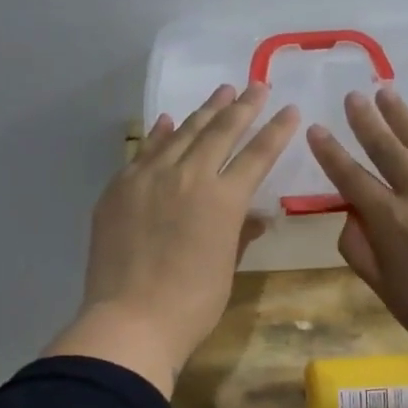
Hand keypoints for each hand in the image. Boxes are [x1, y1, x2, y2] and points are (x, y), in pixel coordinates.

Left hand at [48, 83, 299, 395]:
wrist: (129, 320)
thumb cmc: (191, 304)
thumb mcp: (226, 268)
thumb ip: (240, 233)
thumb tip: (258, 217)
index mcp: (223, 199)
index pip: (257, 155)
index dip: (276, 130)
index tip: (288, 109)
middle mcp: (188, 176)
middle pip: (220, 132)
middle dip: (242, 107)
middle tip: (256, 87)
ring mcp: (148, 178)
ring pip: (181, 133)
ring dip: (204, 112)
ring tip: (221, 92)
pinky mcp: (119, 188)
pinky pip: (144, 151)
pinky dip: (160, 134)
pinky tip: (169, 121)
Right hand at [308, 87, 407, 379]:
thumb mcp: (384, 290)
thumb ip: (359, 249)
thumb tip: (351, 215)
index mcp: (390, 220)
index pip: (351, 177)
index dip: (330, 153)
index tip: (315, 130)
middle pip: (387, 148)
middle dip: (366, 120)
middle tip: (354, 95)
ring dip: (404, 116)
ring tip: (387, 92)